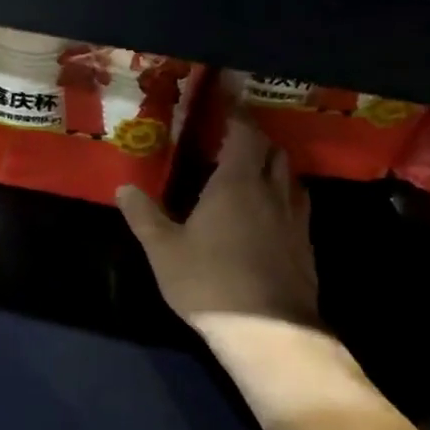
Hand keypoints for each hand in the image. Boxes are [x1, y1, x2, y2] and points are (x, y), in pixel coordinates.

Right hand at [120, 120, 370, 428]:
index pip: (244, 133)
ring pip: (290, 177)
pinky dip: (283, 196)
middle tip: (233, 137)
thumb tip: (124, 188)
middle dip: (255, 137)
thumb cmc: (209, 283)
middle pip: (273, 150)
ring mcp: (295, 219)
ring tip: (252, 171)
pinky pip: (297, 206)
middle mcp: (272, 192)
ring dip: (273, 166)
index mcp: (237, 183)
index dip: (237, 112)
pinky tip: (268, 214)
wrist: (268, 331)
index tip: (227, 97)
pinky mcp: (305, 246)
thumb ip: (144, 216)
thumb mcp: (164, 250)